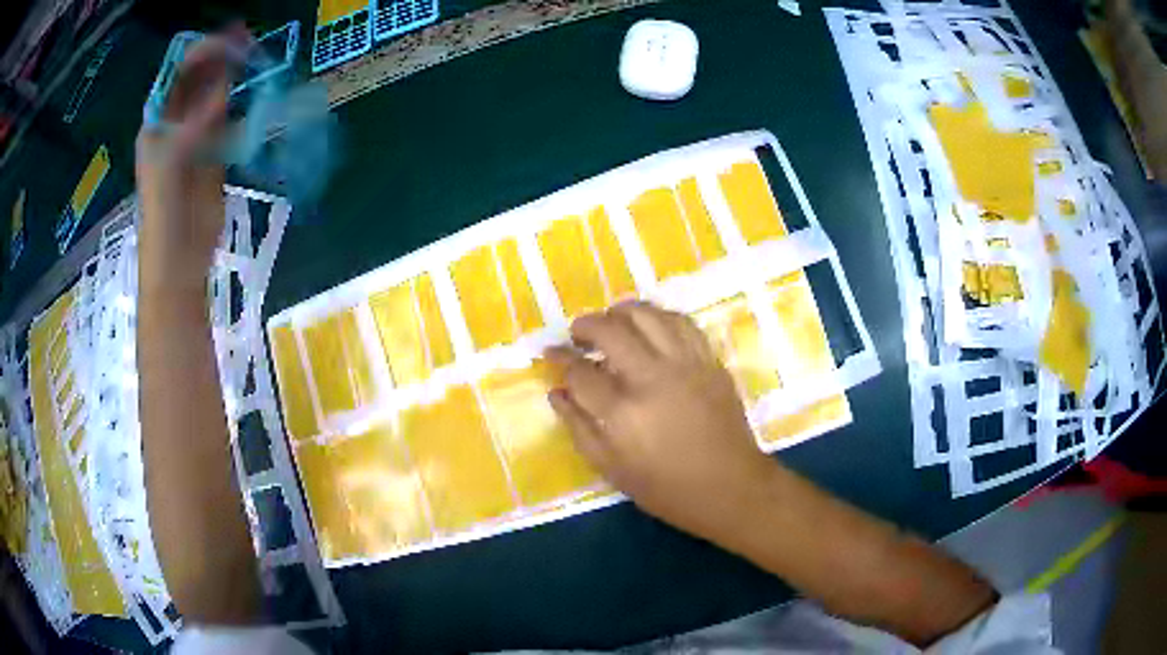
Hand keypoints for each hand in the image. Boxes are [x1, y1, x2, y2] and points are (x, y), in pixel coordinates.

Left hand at [136, 29, 247, 284]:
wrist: (179, 259)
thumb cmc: (163, 215)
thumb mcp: (171, 165)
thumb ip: (194, 125)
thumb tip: (223, 89)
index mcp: (158, 122)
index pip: (179, 74)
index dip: (202, 52)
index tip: (231, 43)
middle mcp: (177, 122)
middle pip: (199, 78)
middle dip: (221, 58)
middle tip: (249, 44)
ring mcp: (197, 136)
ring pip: (217, 95)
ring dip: (235, 77)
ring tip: (257, 61)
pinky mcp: (216, 152)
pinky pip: (230, 119)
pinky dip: (244, 105)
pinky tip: (258, 95)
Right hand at [546, 302, 776, 541]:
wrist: (730, 487)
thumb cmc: (667, 489)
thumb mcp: (612, 470)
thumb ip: (579, 428)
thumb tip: (556, 393)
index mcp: (623, 413)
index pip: (581, 371)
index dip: (561, 359)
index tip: (552, 354)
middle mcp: (652, 378)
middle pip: (611, 331)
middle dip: (585, 326)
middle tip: (577, 334)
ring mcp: (686, 365)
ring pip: (648, 315)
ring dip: (621, 311)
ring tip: (610, 320)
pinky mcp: (709, 361)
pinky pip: (682, 322)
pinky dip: (660, 316)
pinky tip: (650, 325)